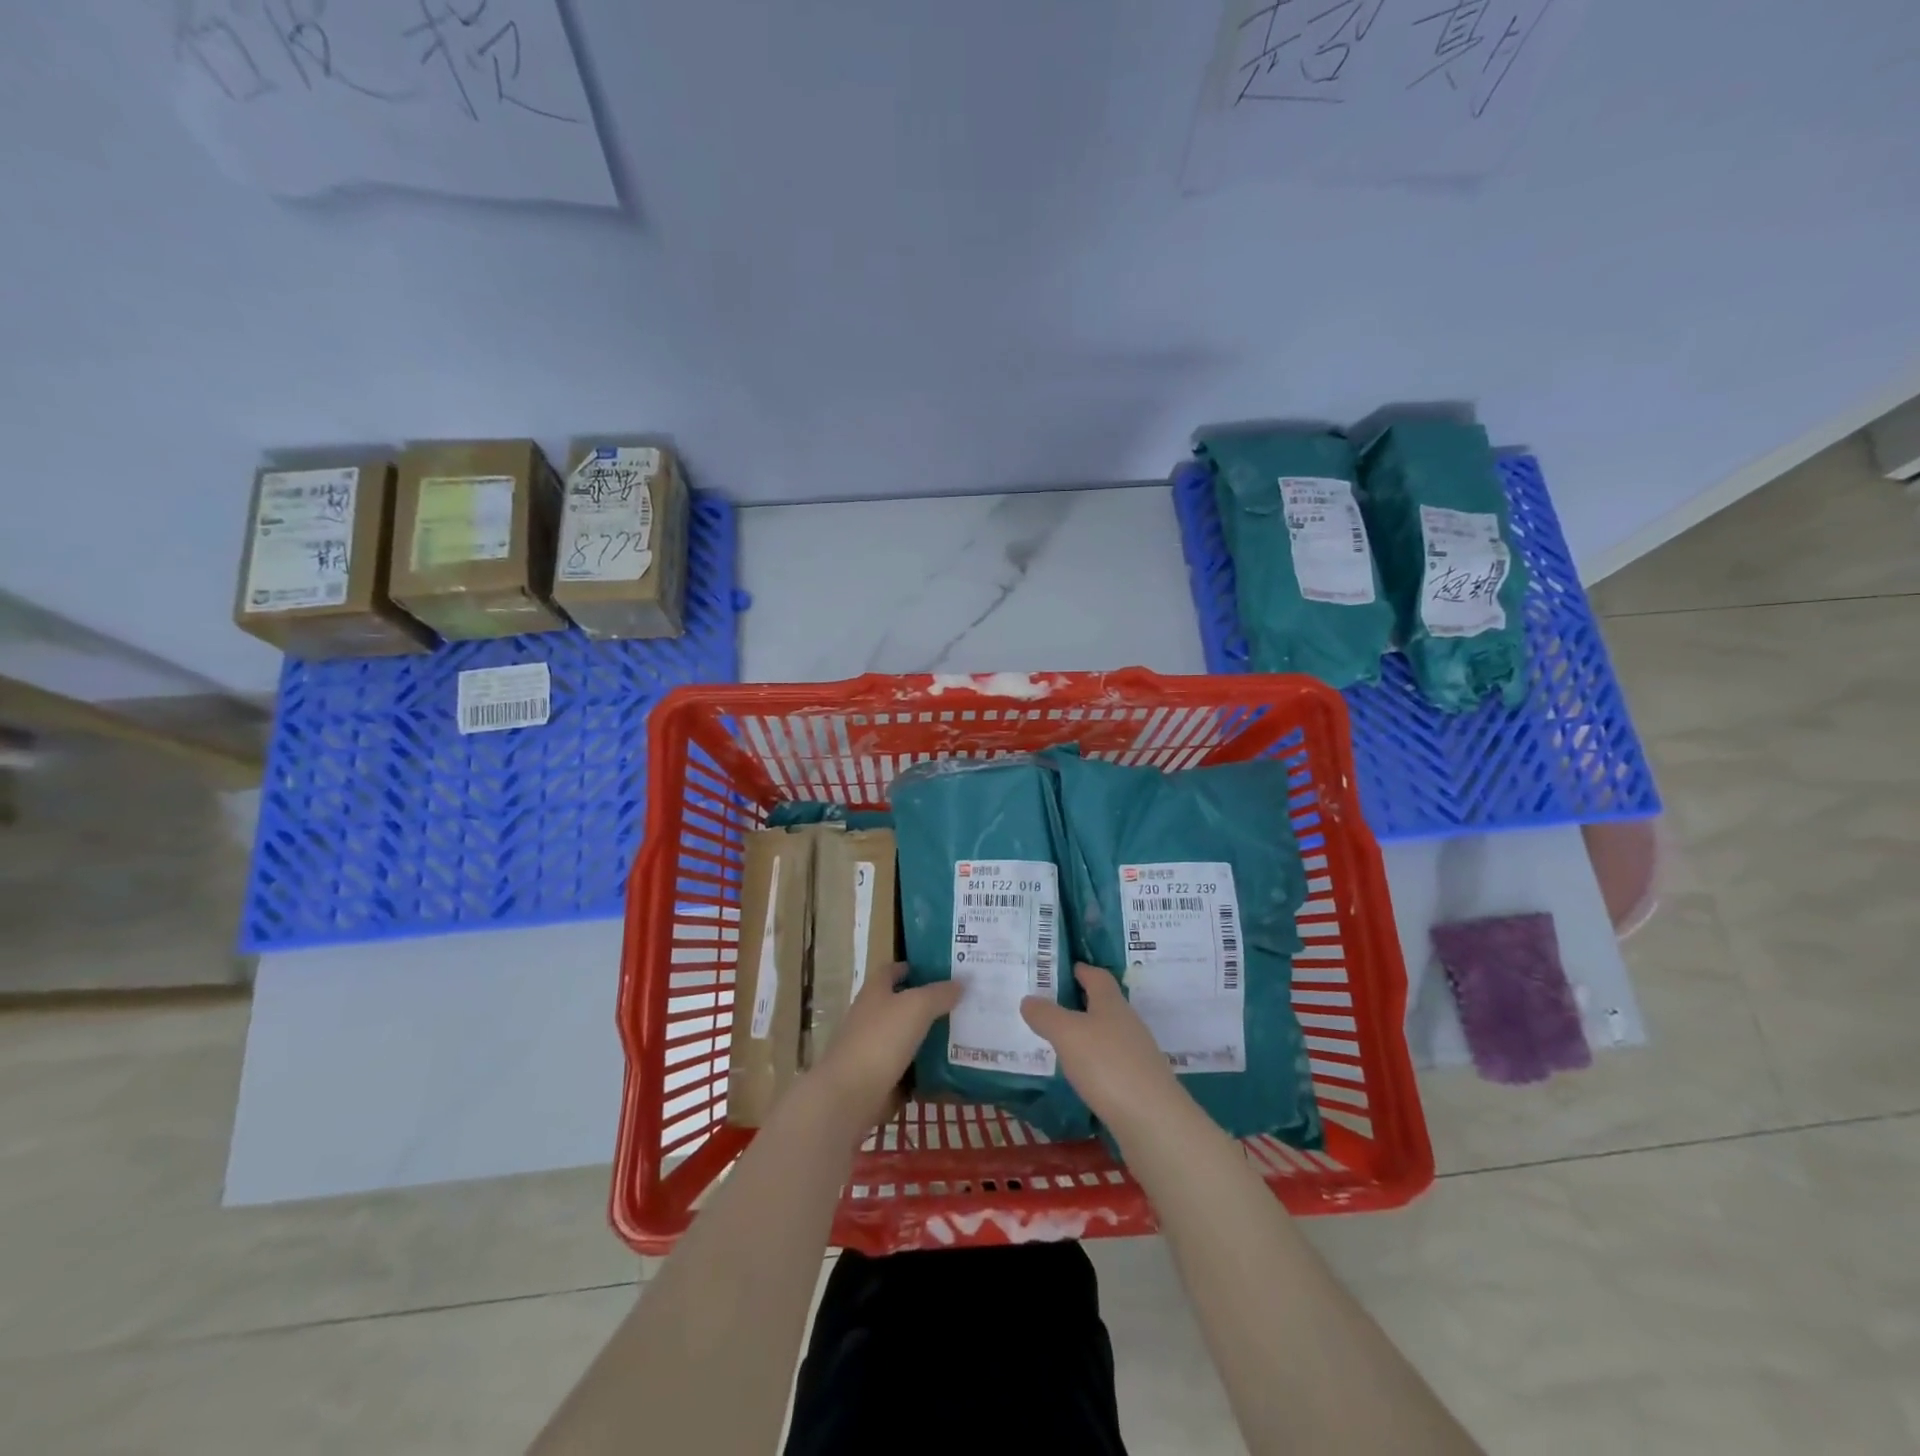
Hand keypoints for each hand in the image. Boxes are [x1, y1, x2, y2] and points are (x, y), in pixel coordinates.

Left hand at [807, 963, 959, 1129]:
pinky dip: (923, 1069)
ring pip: (904, 1038)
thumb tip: (961, 982)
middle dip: (926, 1004)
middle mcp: (870, 1017)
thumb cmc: (881, 1039)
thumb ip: (940, 994)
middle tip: (960, 1004)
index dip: (912, 967)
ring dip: (927, 1037)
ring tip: (960, 1036)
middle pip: (899, 1005)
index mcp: (875, 992)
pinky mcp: (877, 1079)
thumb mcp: (917, 1007)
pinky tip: (947, 1070)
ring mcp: (871, 1049)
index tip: (939, 970)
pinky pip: (906, 1069)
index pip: (891, 971)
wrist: (850, 1095)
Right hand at [1021, 964, 1185, 1133]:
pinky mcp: (1139, 1084)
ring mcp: (1137, 1055)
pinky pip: (1111, 1063)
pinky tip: (1079, 1075)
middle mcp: (1128, 1024)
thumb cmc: (1107, 1065)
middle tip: (1050, 1006)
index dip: (1081, 969)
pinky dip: (1094, 1062)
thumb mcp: (1067, 1034)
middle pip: (1104, 1004)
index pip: (1097, 976)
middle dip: (1080, 1002)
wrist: (1153, 1121)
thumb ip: (1046, 1015)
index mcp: (1112, 1004)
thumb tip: (1029, 999)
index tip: (1063, 968)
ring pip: (1108, 1035)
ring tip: (1059, 1041)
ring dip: (1086, 1034)